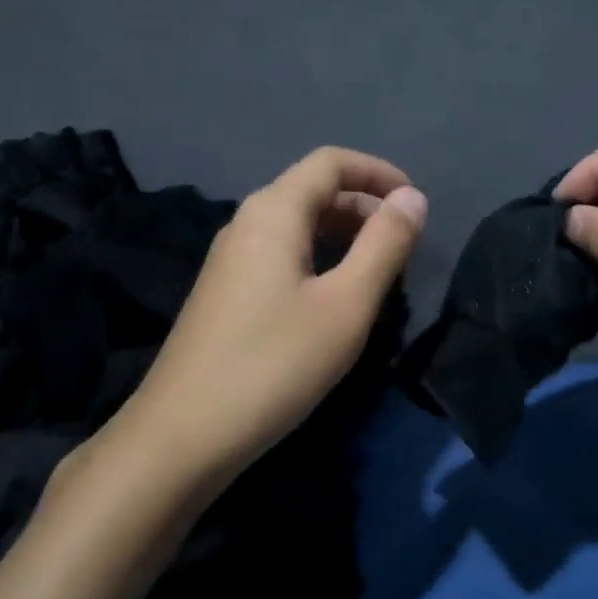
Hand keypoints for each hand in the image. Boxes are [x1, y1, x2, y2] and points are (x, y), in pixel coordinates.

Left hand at [106, 147, 426, 479]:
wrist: (181, 436)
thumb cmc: (274, 364)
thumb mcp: (346, 305)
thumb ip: (384, 245)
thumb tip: (414, 198)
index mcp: (274, 212)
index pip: (331, 162)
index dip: (378, 172)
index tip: (415, 203)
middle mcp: (247, 222)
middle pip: (313, 190)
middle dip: (365, 205)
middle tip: (404, 244)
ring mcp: (230, 259)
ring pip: (297, 224)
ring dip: (343, 233)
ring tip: (379, 268)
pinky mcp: (224, 292)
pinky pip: (281, 252)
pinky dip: (319, 256)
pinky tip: (334, 296)